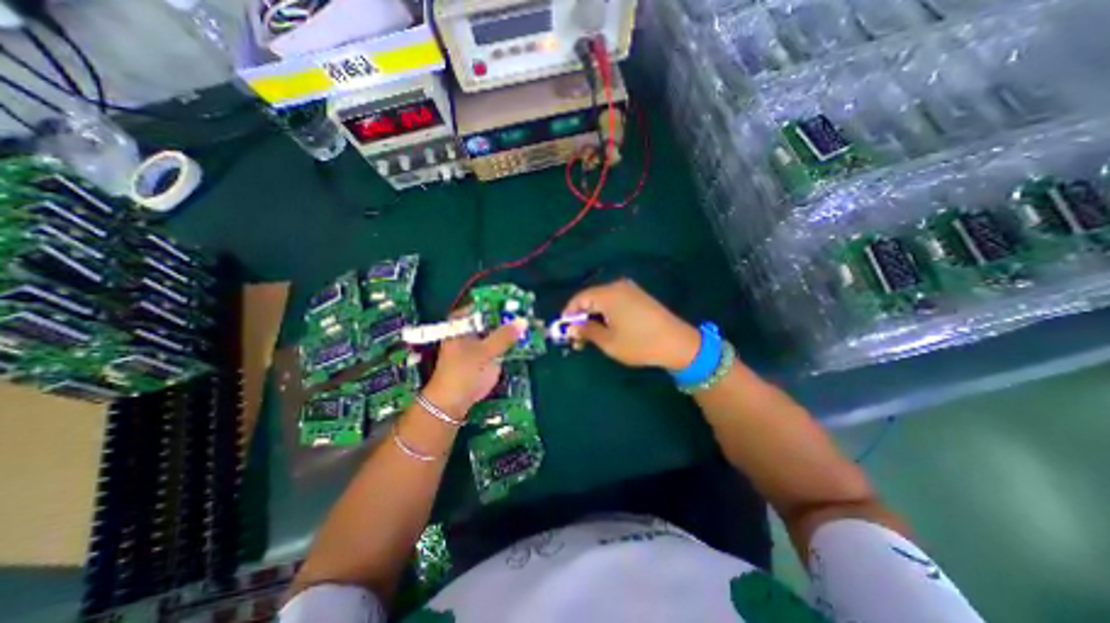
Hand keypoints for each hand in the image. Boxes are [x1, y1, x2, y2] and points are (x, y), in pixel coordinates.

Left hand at [425, 309, 528, 416]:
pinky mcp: (490, 355)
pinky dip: (517, 342)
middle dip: (513, 316)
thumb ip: (504, 336)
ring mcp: (482, 342)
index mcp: (462, 323)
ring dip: (517, 329)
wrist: (454, 402)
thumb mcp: (483, 352)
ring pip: (501, 331)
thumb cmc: (463, 372)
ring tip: (537, 324)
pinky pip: (505, 344)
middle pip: (495, 317)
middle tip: (532, 311)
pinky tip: (531, 339)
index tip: (520, 299)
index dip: (501, 301)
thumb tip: (524, 321)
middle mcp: (472, 329)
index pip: (484, 305)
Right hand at [564, 281, 701, 369]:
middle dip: (581, 316)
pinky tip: (607, 327)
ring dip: (594, 315)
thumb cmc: (639, 344)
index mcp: (608, 294)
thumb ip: (586, 331)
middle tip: (577, 336)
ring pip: (602, 300)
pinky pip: (615, 301)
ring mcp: (630, 290)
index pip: (579, 299)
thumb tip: (571, 328)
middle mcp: (617, 286)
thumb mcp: (608, 342)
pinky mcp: (639, 296)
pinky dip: (606, 313)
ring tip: (591, 335)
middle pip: (590, 297)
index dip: (569, 313)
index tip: (564, 330)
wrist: (678, 343)